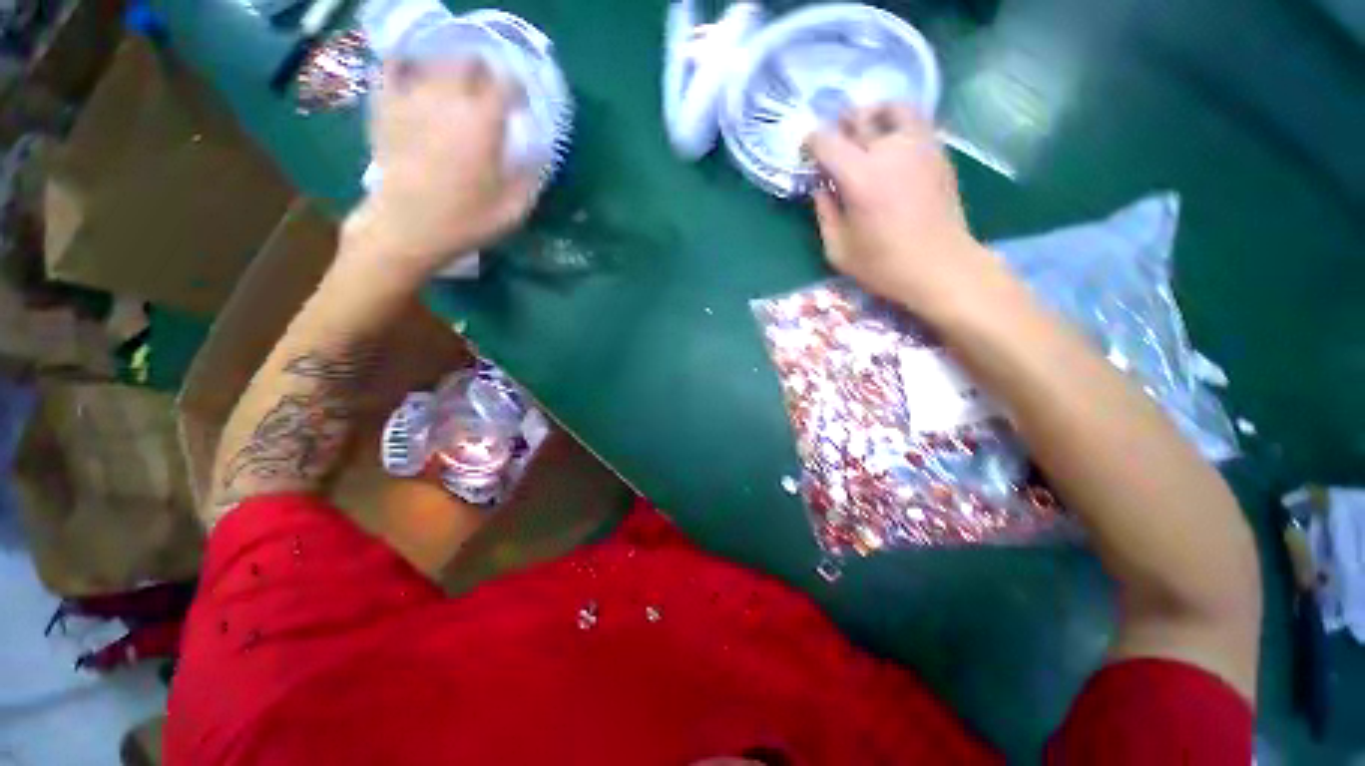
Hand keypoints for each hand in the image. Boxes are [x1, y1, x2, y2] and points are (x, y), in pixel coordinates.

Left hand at [343, 59, 536, 277]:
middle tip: (489, 91)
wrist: (406, 229)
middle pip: (467, 61)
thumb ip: (529, 177)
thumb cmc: (464, 221)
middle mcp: (447, 99)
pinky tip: (415, 78)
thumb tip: (537, 155)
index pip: (505, 84)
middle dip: (483, 71)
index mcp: (483, 124)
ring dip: (450, 68)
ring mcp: (411, 98)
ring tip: (456, 86)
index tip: (521, 103)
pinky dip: (406, 66)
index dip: (517, 88)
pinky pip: (391, 68)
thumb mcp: (513, 210)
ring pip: (433, 60)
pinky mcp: (385, 106)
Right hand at [808, 105, 1003, 315]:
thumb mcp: (838, 249)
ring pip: (894, 109)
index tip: (806, 151)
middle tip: (834, 142)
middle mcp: (889, 150)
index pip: (827, 141)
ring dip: (873, 115)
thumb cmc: (884, 265)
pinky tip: (892, 145)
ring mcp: (919, 146)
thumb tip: (821, 188)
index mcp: (859, 177)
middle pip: (859, 118)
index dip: (811, 142)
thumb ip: (825, 214)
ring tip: (867, 129)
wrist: (941, 267)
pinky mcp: (939, 152)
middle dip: (840, 126)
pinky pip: (916, 122)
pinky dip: (898, 124)